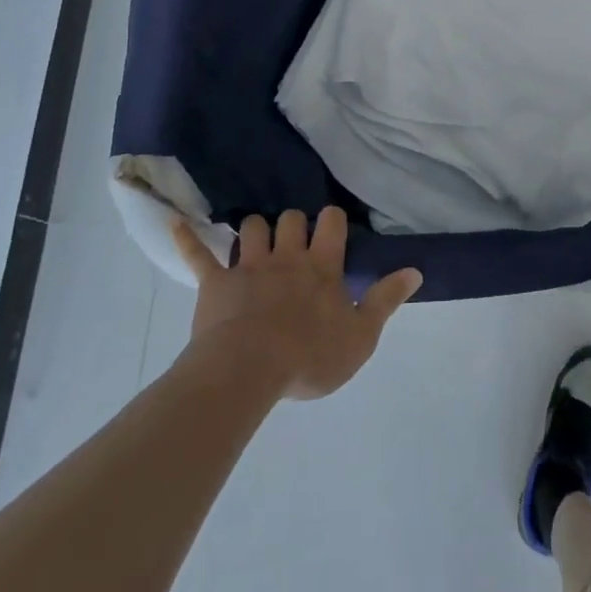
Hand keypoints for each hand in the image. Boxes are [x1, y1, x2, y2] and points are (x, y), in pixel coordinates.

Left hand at [173, 207, 421, 400]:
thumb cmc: (309, 356)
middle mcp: (286, 257)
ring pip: (252, 228)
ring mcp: (248, 267)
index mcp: (321, 267)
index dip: (332, 220)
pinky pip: (199, 255)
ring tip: (258, 240)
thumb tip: (415, 270)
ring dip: (255, 230)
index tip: (332, 229)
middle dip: (293, 224)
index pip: (331, 223)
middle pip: (290, 219)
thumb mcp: (360, 336)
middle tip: (296, 242)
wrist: (247, 372)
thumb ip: (386, 299)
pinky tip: (175, 222)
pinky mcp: (215, 283)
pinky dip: (188, 238)